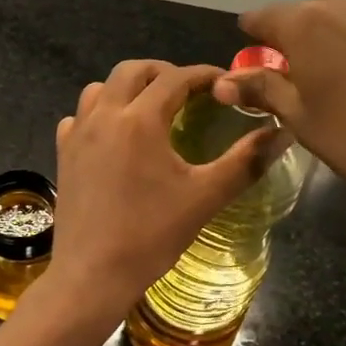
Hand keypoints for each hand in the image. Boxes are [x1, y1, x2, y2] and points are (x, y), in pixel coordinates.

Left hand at [49, 60, 274, 315]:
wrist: (92, 275)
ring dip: (128, 89)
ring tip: (151, 109)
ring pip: (100, 89)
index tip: (224, 83)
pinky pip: (79, 117)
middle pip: (131, 70)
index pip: (175, 78)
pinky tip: (113, 136)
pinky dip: (99, 114)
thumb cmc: (151, 235)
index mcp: (140, 120)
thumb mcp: (205, 198)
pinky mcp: (63, 154)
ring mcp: (78, 134)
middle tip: (189, 92)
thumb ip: (245, 161)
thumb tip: (282, 133)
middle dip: (163, 73)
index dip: (203, 75)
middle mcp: (104, 115)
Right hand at [215, 0, 345, 254]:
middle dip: (299, 36)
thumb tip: (223, 83)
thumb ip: (262, 90)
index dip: (255, 36)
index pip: (264, 17)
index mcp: (306, 24)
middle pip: (310, 12)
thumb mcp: (301, 119)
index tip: (255, 55)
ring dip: (338, 37)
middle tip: (303, 75)